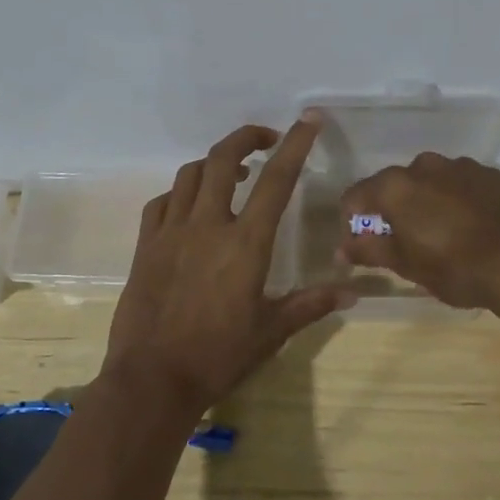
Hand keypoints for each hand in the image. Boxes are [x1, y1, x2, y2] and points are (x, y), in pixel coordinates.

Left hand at [103, 116, 350, 419]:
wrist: (153, 379)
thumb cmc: (219, 356)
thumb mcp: (272, 331)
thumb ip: (311, 304)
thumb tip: (353, 291)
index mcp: (245, 243)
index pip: (276, 180)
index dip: (295, 144)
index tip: (309, 120)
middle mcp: (208, 225)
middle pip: (223, 158)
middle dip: (246, 137)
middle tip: (266, 140)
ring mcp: (172, 231)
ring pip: (190, 174)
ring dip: (213, 163)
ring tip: (231, 173)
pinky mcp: (146, 244)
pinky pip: (162, 201)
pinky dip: (181, 192)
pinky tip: (190, 206)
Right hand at [339, 153, 499, 311]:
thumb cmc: (455, 267)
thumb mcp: (407, 266)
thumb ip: (370, 250)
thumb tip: (342, 248)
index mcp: (396, 186)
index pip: (357, 195)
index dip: (353, 219)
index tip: (361, 242)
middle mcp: (424, 166)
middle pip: (395, 184)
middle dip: (393, 208)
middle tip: (403, 240)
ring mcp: (461, 166)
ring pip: (430, 180)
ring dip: (427, 200)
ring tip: (441, 232)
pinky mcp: (491, 174)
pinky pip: (462, 183)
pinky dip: (457, 199)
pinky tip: (470, 225)